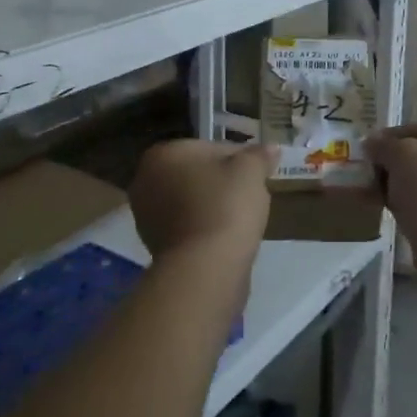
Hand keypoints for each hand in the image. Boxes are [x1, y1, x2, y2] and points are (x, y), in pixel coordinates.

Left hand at [130, 140, 275, 268]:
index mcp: (163, 153)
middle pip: (197, 174)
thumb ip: (259, 156)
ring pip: (191, 201)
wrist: (204, 268)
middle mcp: (145, 180)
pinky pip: (187, 226)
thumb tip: (271, 148)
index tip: (258, 172)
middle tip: (251, 194)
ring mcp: (146, 215)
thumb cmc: (224, 206)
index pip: (210, 148)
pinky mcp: (153, 245)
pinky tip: (225, 237)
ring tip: (241, 218)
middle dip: (222, 182)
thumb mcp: (250, 172)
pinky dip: (204, 227)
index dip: (239, 158)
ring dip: (212, 205)